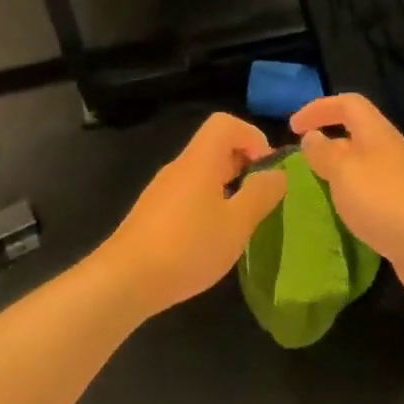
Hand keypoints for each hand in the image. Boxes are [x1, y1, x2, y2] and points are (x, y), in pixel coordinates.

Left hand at [98, 113, 287, 317]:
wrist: (125, 279)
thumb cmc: (188, 247)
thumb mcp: (236, 224)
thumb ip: (261, 194)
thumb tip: (278, 173)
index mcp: (200, 160)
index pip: (225, 123)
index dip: (252, 136)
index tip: (267, 169)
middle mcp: (179, 168)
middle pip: (215, 147)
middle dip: (244, 165)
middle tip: (261, 199)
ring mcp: (162, 191)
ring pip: (202, 174)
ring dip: (228, 188)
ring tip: (240, 222)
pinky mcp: (153, 214)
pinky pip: (189, 195)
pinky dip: (208, 205)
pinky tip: (212, 239)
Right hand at [291, 93, 403, 311]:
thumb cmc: (387, 203)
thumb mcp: (344, 173)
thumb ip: (324, 153)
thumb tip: (312, 137)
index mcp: (377, 135)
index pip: (348, 104)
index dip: (319, 108)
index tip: (293, 128)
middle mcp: (390, 153)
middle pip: (356, 135)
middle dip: (326, 144)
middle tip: (299, 166)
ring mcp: (400, 184)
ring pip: (362, 168)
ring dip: (337, 175)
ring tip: (313, 193)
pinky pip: (370, 197)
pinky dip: (351, 201)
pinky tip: (341, 220)